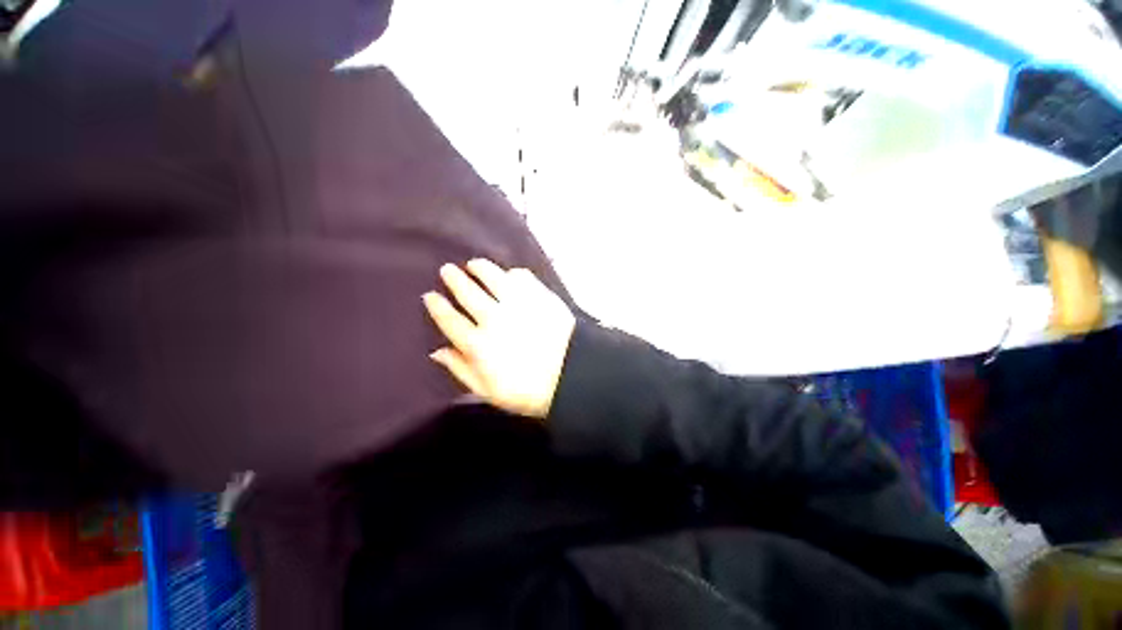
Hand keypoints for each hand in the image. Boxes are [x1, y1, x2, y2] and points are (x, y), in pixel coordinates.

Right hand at [423, 260, 575, 419]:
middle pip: (467, 292)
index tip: (430, 295)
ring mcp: (518, 304)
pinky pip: (522, 277)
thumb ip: (461, 369)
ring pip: (492, 277)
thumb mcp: (487, 391)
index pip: (450, 319)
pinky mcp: (539, 296)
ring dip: (480, 268)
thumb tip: (437, 351)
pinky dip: (512, 274)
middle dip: (454, 279)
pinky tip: (509, 275)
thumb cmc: (527, 390)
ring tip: (474, 264)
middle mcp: (493, 318)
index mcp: (478, 344)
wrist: (571, 376)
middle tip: (447, 270)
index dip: (437, 306)